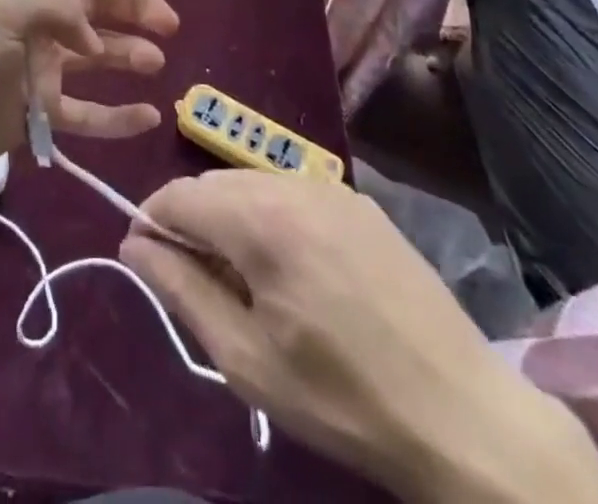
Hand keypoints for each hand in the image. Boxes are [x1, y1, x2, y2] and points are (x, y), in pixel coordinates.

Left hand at [0, 0, 179, 193]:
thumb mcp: (6, 10)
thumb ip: (61, 13)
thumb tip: (96, 44)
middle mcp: (36, 21)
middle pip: (95, 7)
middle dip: (133, 9)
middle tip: (169, 24)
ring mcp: (37, 68)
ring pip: (95, 58)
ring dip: (128, 56)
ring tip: (156, 63)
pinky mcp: (36, 113)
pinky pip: (85, 113)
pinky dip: (116, 117)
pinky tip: (147, 117)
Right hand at [120, 171, 597, 503]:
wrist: (463, 415)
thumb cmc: (342, 398)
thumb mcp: (245, 359)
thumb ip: (181, 289)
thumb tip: (134, 245)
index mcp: (259, 218)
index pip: (177, 195)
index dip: (151, 224)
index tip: (150, 265)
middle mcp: (290, 183)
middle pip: (212, 185)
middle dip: (191, 223)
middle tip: (199, 285)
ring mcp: (330, 188)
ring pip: (250, 185)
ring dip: (231, 220)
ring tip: (246, 282)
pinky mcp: (359, 203)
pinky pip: (291, 194)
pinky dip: (271, 218)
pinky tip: (294, 271)